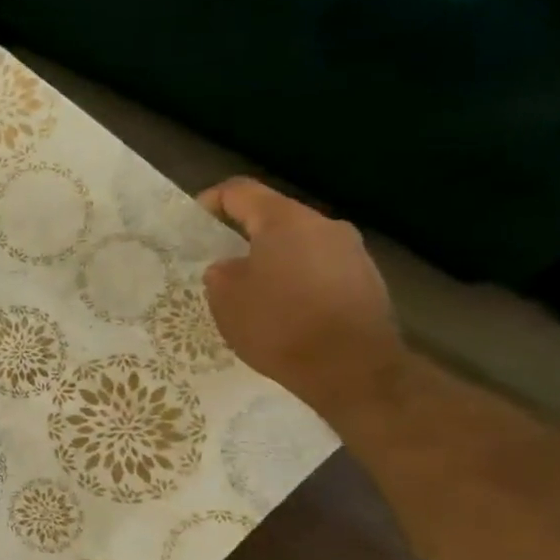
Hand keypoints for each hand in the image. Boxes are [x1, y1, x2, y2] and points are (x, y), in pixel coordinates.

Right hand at [198, 177, 403, 412]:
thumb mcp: (226, 299)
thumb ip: (221, 272)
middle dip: (243, 237)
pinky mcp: (366, 279)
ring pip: (299, 244)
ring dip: (273, 260)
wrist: (351, 368)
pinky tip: (286, 313)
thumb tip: (231, 267)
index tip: (192, 224)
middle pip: (274, 218)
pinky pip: (320, 269)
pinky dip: (297, 281)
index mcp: (285, 220)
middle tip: (220, 265)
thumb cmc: (279, 325)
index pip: (240, 191)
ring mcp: (351, 251)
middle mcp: (324, 224)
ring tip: (253, 294)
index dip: (211, 201)